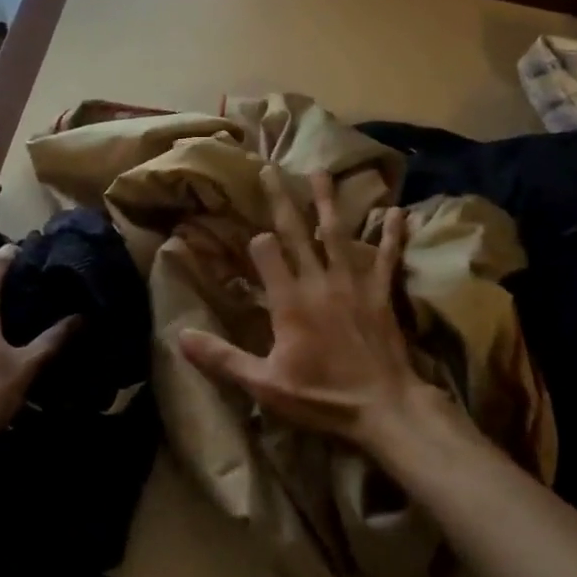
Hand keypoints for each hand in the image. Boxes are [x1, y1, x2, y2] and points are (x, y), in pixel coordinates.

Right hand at [179, 167, 456, 455]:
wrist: (385, 408)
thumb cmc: (322, 397)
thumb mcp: (264, 384)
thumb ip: (222, 358)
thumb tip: (180, 336)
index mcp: (289, 301)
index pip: (265, 254)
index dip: (254, 241)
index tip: (247, 234)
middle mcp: (319, 282)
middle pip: (297, 232)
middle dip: (281, 200)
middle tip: (271, 169)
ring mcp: (353, 283)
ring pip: (338, 233)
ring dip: (327, 201)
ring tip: (321, 171)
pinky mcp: (380, 293)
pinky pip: (386, 257)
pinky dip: (390, 234)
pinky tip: (396, 211)